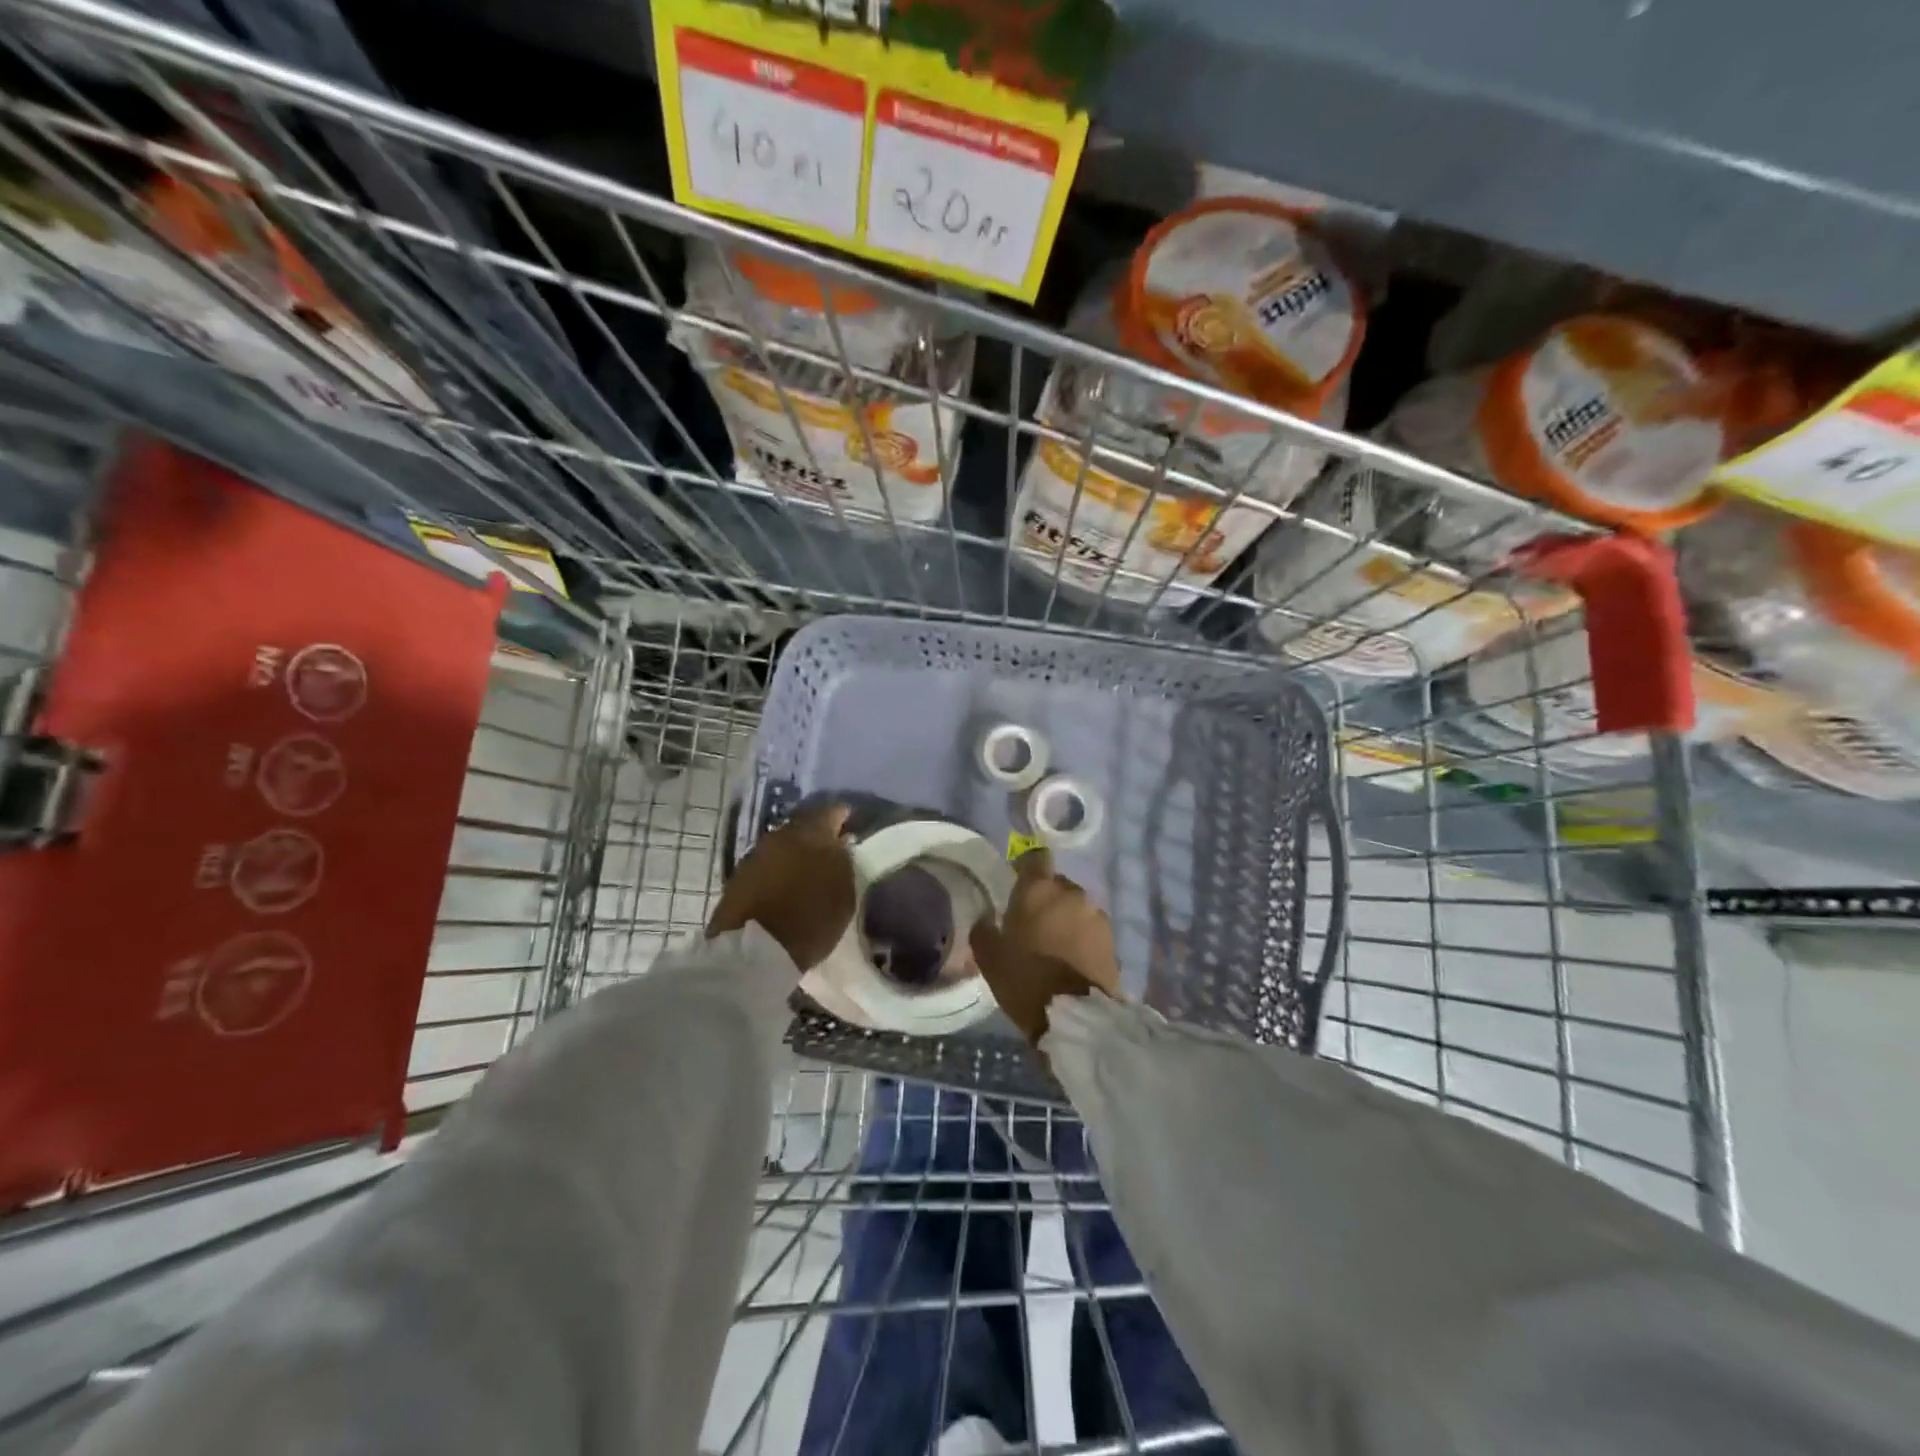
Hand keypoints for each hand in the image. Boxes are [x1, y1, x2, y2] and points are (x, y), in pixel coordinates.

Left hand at [708, 803, 854, 971]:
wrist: (754, 950)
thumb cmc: (810, 920)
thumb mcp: (843, 893)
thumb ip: (843, 862)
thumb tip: (840, 845)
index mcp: (812, 833)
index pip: (832, 812)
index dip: (842, 817)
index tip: (850, 823)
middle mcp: (781, 835)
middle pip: (803, 826)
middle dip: (816, 835)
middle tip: (829, 849)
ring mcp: (756, 854)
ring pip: (782, 845)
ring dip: (794, 853)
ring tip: (806, 870)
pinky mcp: (738, 875)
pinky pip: (767, 864)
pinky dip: (778, 869)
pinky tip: (785, 884)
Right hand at [969, 847, 1120, 1044]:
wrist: (1074, 1017)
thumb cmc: (1024, 978)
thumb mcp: (989, 956)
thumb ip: (984, 928)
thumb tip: (987, 917)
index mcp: (1039, 888)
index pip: (1035, 857)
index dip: (1026, 866)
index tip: (1017, 881)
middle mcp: (1071, 892)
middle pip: (1056, 884)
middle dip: (1046, 898)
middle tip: (1032, 923)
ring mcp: (1096, 914)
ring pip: (1076, 907)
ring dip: (1066, 918)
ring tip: (1054, 944)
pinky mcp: (1112, 939)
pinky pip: (1090, 928)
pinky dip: (1081, 937)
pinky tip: (1071, 958)